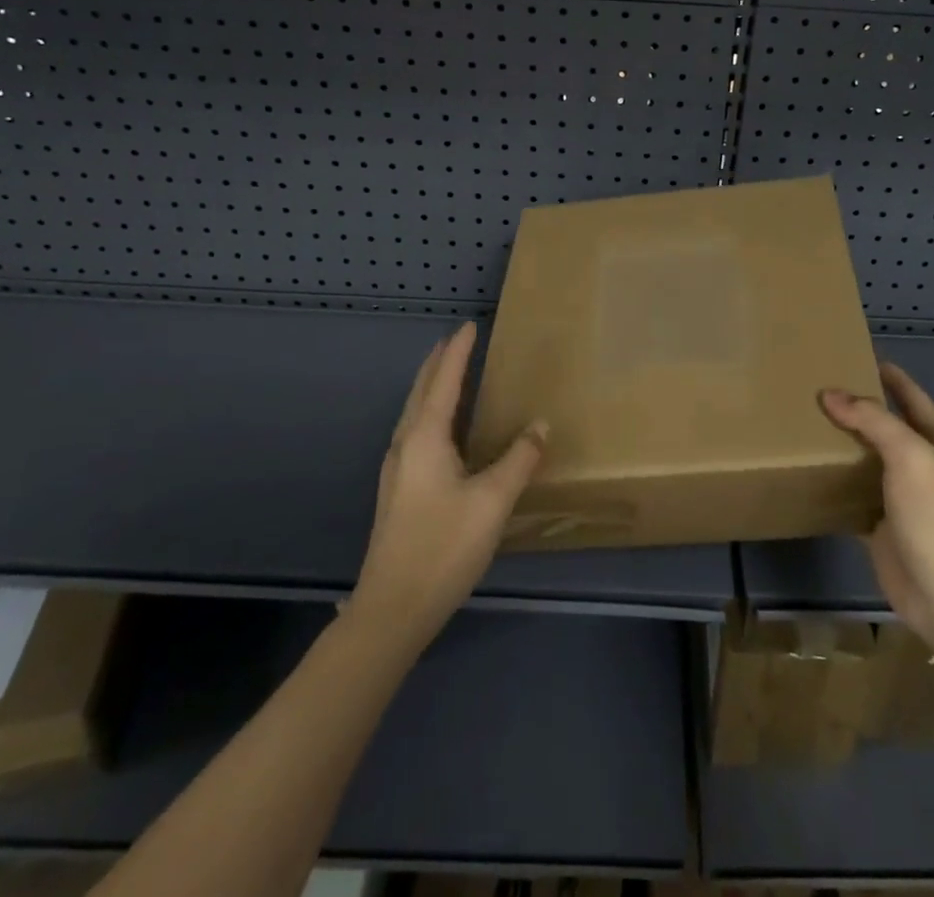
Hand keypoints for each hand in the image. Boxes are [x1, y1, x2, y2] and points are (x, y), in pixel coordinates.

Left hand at [347, 323, 547, 650]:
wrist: (392, 609)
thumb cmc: (444, 546)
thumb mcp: (493, 500)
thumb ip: (519, 459)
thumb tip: (540, 424)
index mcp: (425, 437)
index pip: (445, 380)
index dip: (458, 352)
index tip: (469, 325)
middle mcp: (405, 445)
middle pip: (422, 391)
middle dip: (439, 363)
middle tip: (457, 341)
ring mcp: (396, 469)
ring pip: (414, 413)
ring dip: (431, 387)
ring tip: (449, 374)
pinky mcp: (398, 491)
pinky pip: (415, 432)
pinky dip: (430, 412)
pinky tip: (442, 430)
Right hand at [820, 363, 933, 650]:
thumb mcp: (910, 455)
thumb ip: (871, 420)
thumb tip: (830, 394)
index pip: (914, 399)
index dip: (891, 377)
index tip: (860, 356)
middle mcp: (926, 468)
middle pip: (889, 428)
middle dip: (859, 409)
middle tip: (818, 387)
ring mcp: (905, 499)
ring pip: (870, 461)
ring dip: (844, 445)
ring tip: (806, 422)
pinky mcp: (883, 527)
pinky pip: (855, 495)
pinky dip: (835, 482)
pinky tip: (810, 469)